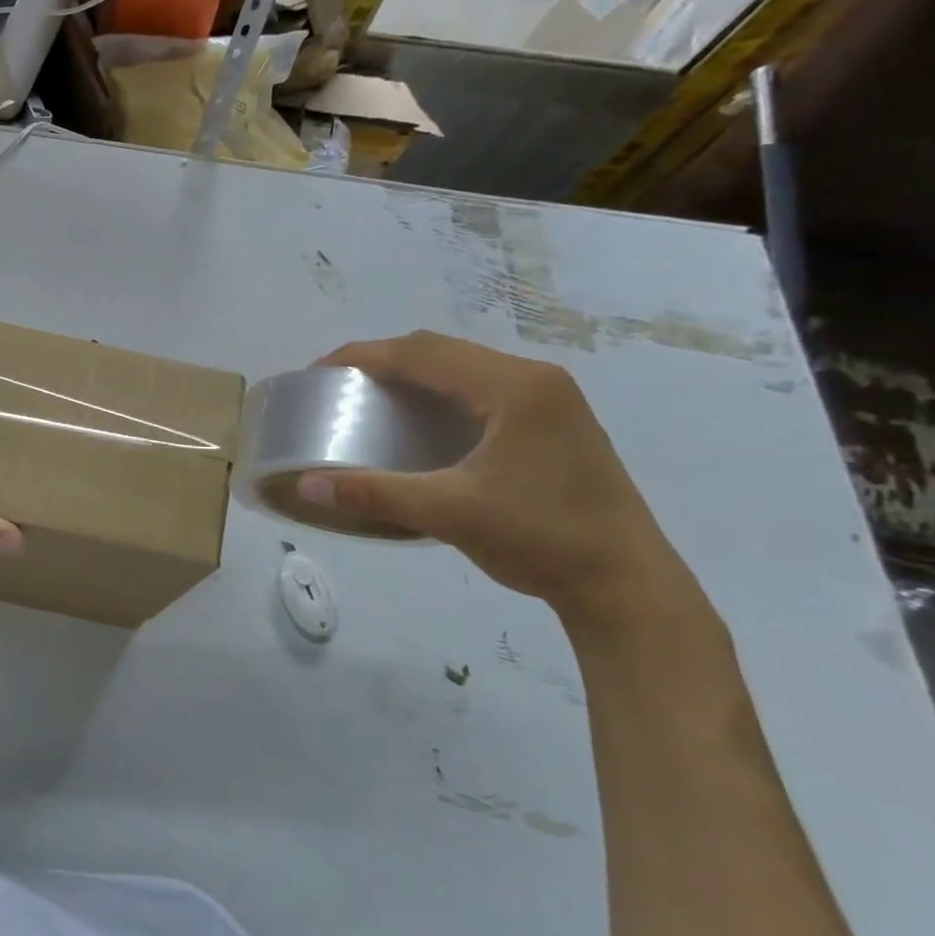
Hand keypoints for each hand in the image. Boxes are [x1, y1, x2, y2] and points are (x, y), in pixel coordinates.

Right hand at [301, 333, 687, 620]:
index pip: (422, 352)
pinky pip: (481, 385)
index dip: (364, 355)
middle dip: (383, 359)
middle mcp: (535, 379)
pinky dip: (439, 390)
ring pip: (463, 365)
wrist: (626, 585)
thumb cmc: (540, 539)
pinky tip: (421, 418)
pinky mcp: (553, 421)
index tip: (319, 371)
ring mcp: (550, 398)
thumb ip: (375, 492)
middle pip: (441, 350)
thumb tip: (307, 484)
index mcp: (513, 387)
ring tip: (370, 395)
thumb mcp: (449, 513)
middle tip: (339, 384)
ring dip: (412, 372)